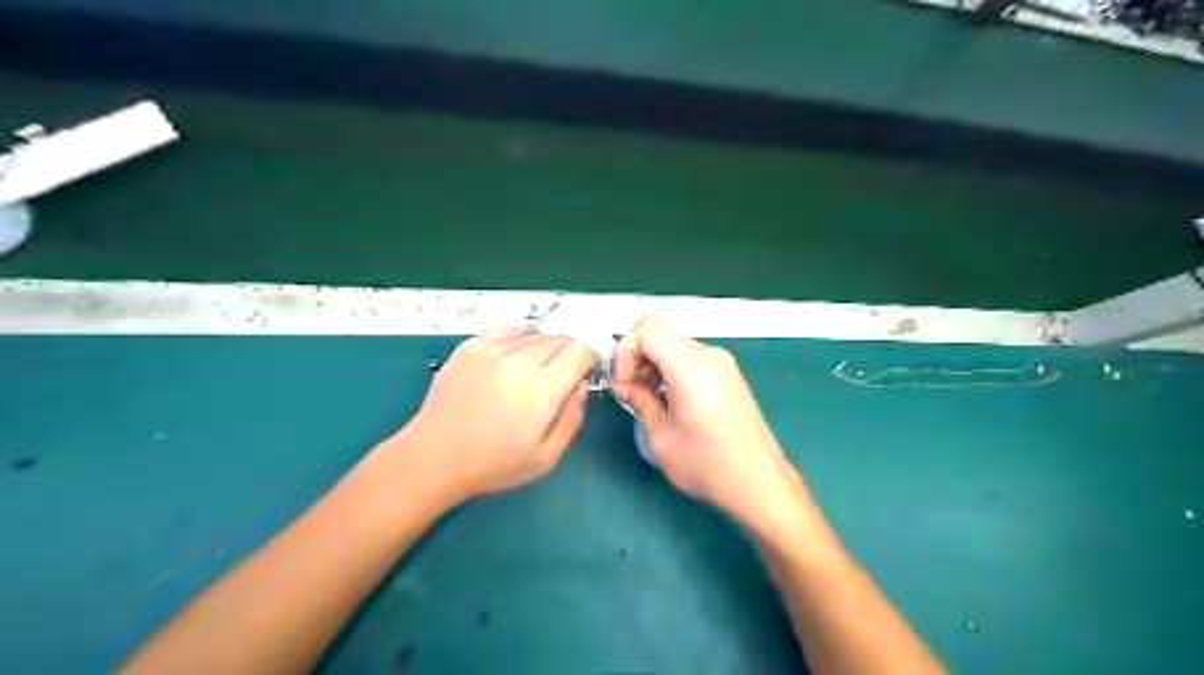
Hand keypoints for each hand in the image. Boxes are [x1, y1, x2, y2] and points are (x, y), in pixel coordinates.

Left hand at [398, 328, 599, 499]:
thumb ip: (572, 418)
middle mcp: (520, 360)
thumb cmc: (494, 463)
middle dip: (567, 356)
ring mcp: (492, 349)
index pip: (580, 351)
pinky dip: (518, 340)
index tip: (583, 373)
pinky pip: (508, 331)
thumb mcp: (546, 457)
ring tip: (529, 374)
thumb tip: (580, 385)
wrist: (435, 456)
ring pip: (534, 335)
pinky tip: (511, 360)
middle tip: (556, 380)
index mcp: (542, 388)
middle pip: (559, 340)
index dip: (588, 359)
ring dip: (542, 349)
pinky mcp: (471, 345)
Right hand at [614, 316, 801, 527]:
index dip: (625, 351)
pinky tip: (669, 403)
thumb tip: (624, 385)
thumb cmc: (707, 465)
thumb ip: (638, 400)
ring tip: (648, 401)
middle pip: (661, 333)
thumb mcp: (661, 436)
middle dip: (637, 358)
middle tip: (629, 394)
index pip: (648, 328)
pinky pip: (691, 359)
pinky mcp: (729, 376)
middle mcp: (710, 355)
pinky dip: (671, 371)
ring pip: (674, 345)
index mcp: (692, 366)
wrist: (759, 485)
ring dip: (653, 365)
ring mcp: (723, 364)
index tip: (623, 384)